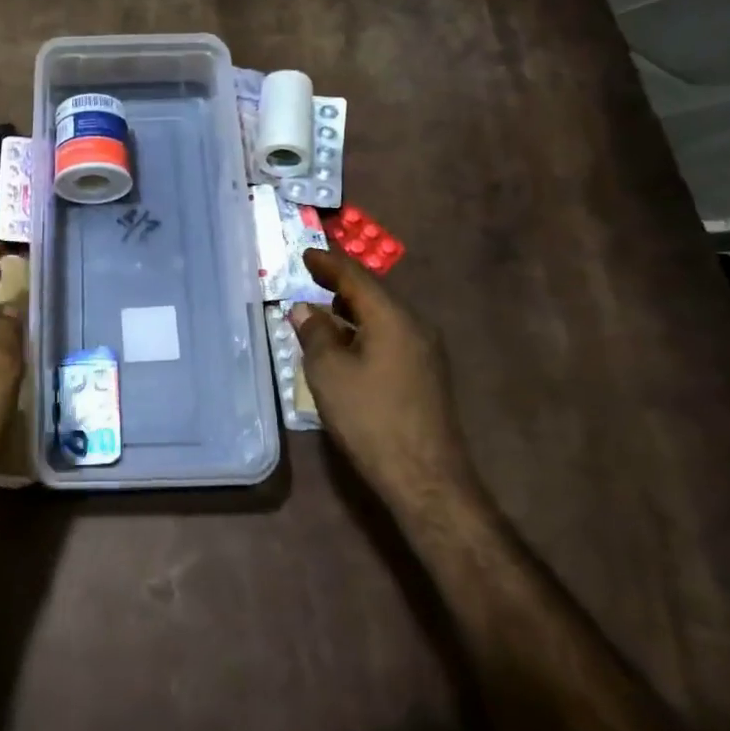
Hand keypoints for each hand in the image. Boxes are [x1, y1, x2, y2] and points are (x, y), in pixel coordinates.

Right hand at [292, 247, 478, 511]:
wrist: (425, 476)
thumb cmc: (370, 418)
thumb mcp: (329, 373)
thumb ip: (315, 334)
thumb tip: (304, 309)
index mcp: (392, 317)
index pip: (356, 276)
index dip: (328, 263)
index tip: (305, 254)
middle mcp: (414, 325)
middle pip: (373, 292)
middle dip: (341, 282)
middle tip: (311, 276)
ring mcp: (424, 350)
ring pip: (382, 315)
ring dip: (351, 308)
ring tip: (323, 307)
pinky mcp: (425, 373)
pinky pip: (389, 335)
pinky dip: (364, 329)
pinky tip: (346, 343)